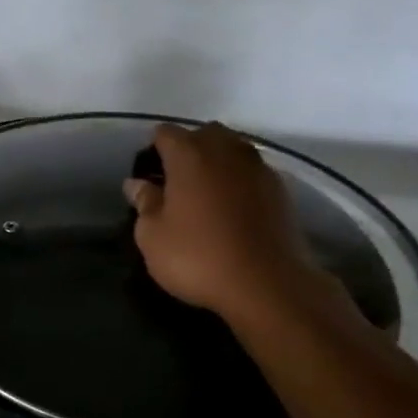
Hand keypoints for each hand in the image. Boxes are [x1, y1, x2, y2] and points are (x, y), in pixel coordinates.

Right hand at [126, 121, 345, 329]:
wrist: (267, 284)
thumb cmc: (198, 257)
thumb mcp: (153, 236)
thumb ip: (144, 203)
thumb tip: (137, 183)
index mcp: (189, 154)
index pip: (165, 133)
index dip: (153, 149)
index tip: (148, 173)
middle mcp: (226, 150)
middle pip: (204, 134)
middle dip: (189, 149)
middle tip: (176, 181)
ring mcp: (258, 167)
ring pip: (232, 149)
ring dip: (217, 163)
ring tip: (206, 194)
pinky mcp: (281, 189)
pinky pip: (252, 172)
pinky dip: (239, 181)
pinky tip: (233, 208)